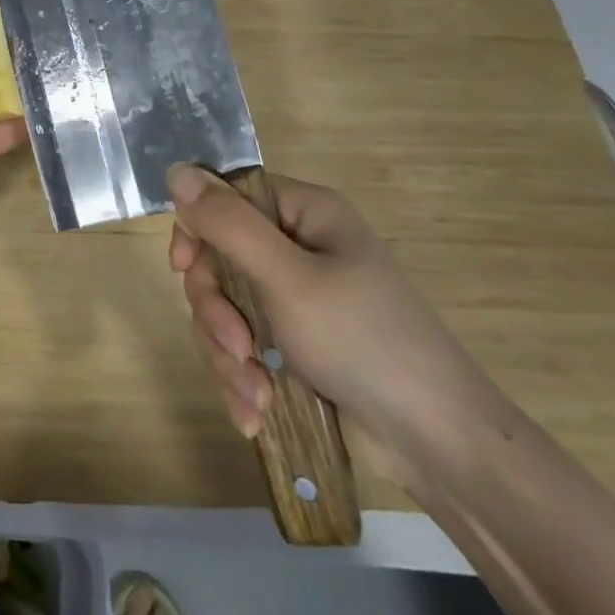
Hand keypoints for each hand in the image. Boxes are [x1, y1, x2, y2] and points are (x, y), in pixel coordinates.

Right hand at [167, 164, 503, 485]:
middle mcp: (298, 248)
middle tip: (237, 346)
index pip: (227, 197)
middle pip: (218, 258)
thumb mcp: (288, 279)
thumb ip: (228, 225)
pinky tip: (255, 413)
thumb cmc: (364, 341)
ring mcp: (296, 300)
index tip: (184, 267)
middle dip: (217, 310)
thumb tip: (176, 169)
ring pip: (225, 308)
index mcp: (304, 215)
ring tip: (254, 395)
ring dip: (228, 354)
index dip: (198, 228)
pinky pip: (243, 347)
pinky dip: (242, 379)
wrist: (437, 445)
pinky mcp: (294, 346)